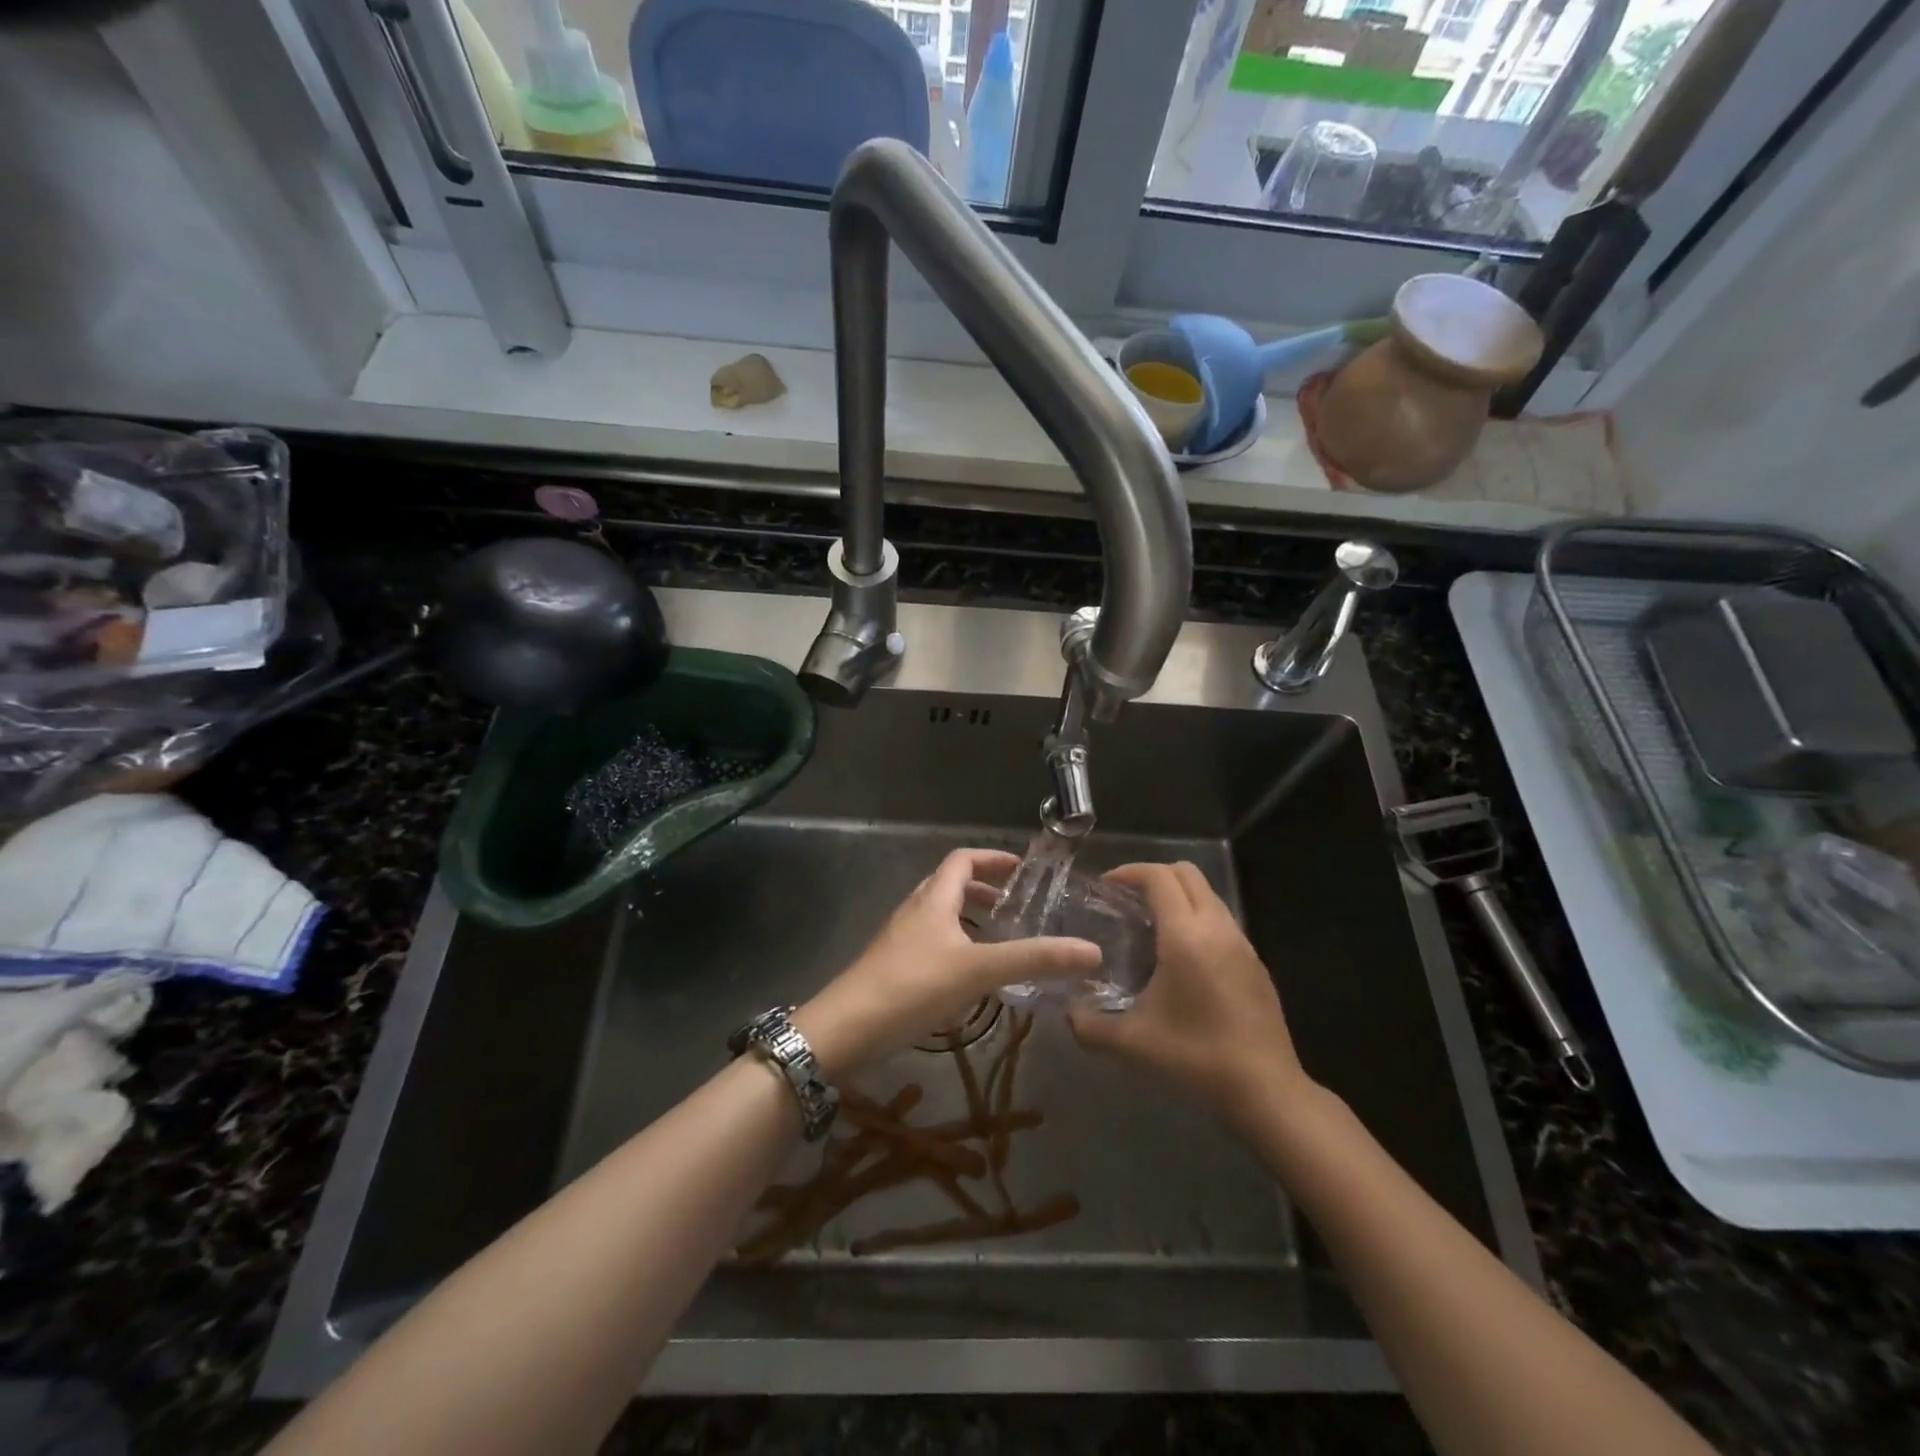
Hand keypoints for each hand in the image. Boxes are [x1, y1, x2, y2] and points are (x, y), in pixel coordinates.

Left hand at [794, 848, 1100, 1078]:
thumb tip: (1092, 951)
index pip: (962, 860)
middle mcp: (914, 911)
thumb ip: (1034, 960)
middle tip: (1014, 908)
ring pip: (938, 916)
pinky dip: (954, 947)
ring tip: (997, 941)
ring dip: (967, 920)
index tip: (1022, 870)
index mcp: (933, 899)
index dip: (992, 859)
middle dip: (982, 890)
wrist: (846, 1030)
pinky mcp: (892, 968)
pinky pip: (930, 944)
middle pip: (948, 885)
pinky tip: (968, 979)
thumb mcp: (978, 971)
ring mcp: (899, 940)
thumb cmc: (912, 987)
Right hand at [1067, 861, 1310, 1127]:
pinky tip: (1180, 956)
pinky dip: (1197, 918)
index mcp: (1186, 936)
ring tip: (1149, 925)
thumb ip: (1089, 1025)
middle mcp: (1217, 928)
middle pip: (1187, 873)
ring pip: (1208, 895)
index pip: (1158, 877)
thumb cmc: (1196, 1058)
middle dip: (1153, 875)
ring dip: (1178, 896)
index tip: (1104, 886)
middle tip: (1125, 899)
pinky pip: (1222, 920)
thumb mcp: (1132, 1043)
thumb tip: (1067, 1012)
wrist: (1267, 1091)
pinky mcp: (1256, 963)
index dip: (1129, 872)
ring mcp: (1242, 944)